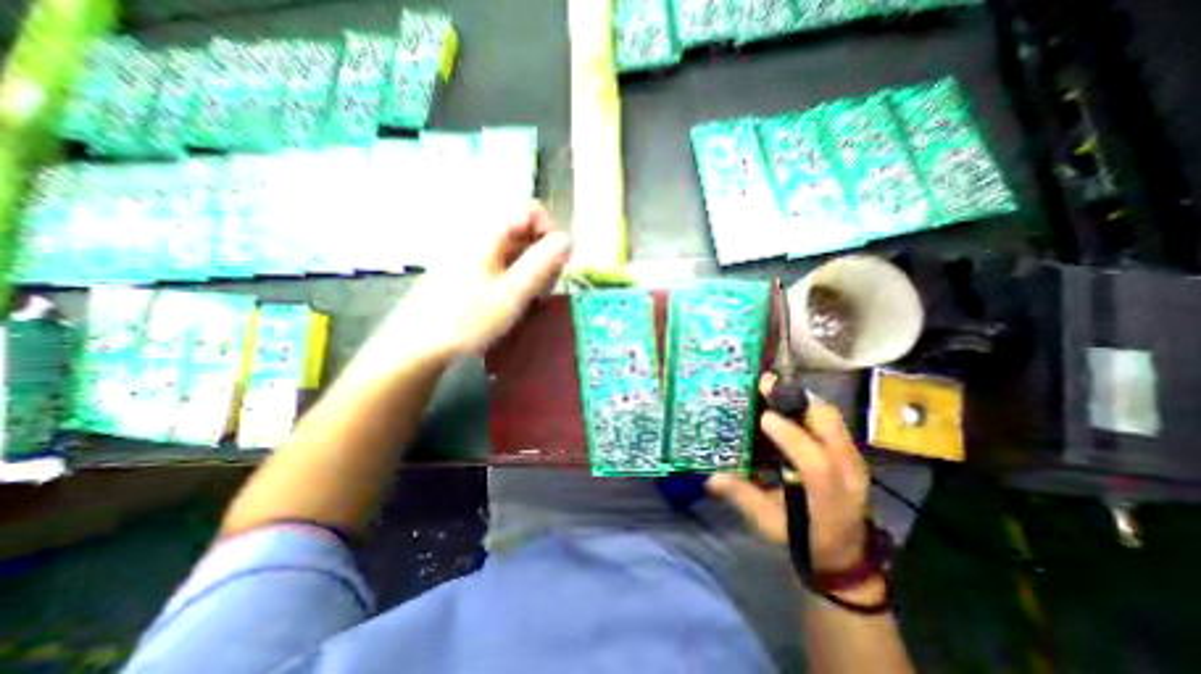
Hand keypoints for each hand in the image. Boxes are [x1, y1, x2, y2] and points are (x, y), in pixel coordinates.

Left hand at [383, 204, 574, 363]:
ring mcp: (471, 252)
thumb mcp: (512, 294)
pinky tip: (514, 300)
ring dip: (532, 269)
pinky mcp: (467, 269)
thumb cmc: (466, 321)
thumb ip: (542, 264)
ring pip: (515, 248)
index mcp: (487, 233)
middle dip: (543, 254)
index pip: (531, 210)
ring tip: (531, 298)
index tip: (558, 264)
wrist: (416, 347)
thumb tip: (568, 239)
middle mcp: (478, 234)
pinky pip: (502, 263)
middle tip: (545, 288)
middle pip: (525, 229)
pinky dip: (517, 277)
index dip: (551, 232)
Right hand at [706, 371, 875, 572]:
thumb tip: (710, 476)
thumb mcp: (769, 523)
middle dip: (797, 400)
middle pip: (832, 428)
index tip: (763, 417)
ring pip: (832, 417)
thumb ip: (742, 496)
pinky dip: (808, 405)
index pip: (816, 465)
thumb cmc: (804, 539)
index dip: (790, 437)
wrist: (847, 553)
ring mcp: (854, 459)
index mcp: (828, 497)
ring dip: (801, 398)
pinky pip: (831, 419)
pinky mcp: (851, 450)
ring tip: (773, 388)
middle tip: (765, 384)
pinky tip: (787, 402)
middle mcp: (848, 473)